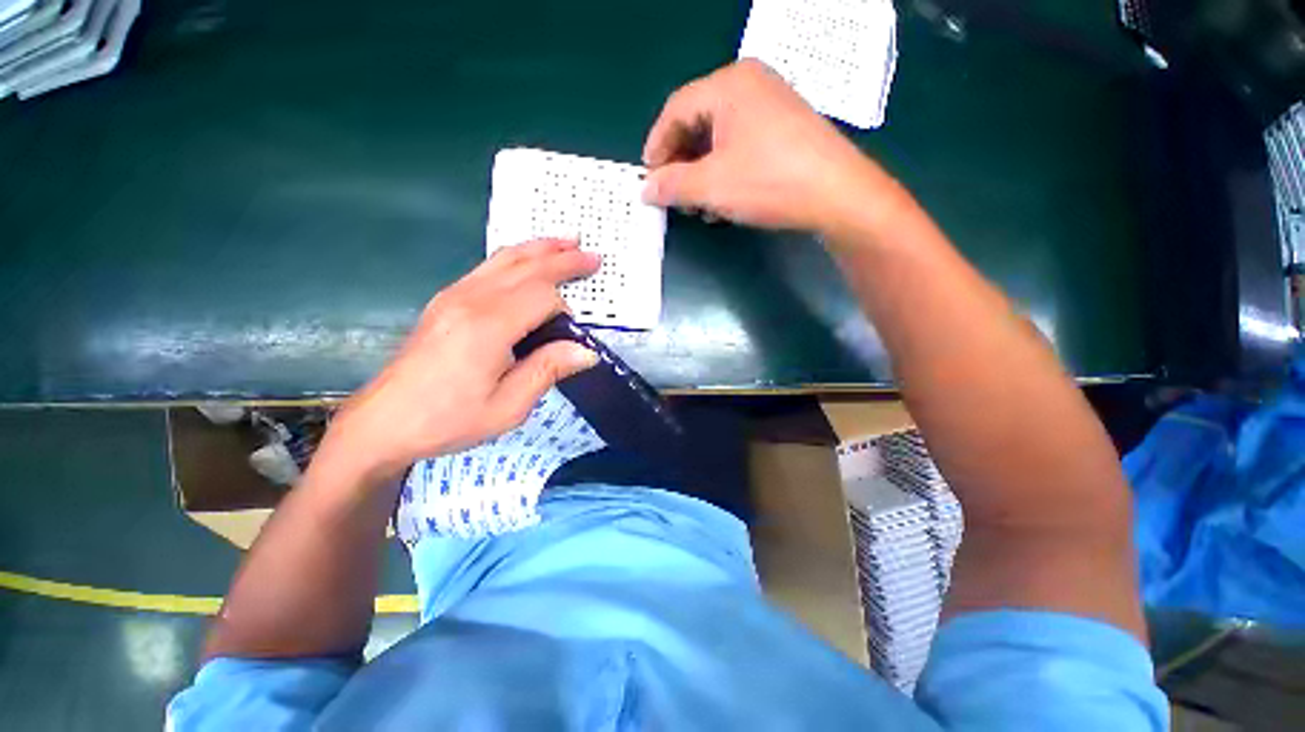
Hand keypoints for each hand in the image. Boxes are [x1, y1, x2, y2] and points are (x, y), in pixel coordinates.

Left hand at [322, 239, 600, 483]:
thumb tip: (586, 350)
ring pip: (505, 258)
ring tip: (566, 242)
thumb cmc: (448, 420)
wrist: (384, 422)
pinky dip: (516, 258)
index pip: (542, 296)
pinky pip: (488, 267)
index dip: (565, 310)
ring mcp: (454, 295)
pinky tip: (527, 261)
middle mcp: (470, 300)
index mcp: (488, 327)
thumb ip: (548, 370)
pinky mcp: (446, 300)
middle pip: (526, 266)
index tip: (571, 335)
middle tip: (592, 255)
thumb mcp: (508, 407)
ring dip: (540, 249)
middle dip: (563, 258)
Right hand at [642, 60, 890, 233]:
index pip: (675, 110)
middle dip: (680, 164)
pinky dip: (725, 171)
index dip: (656, 147)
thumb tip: (645, 189)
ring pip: (719, 138)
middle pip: (697, 122)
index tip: (648, 179)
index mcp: (728, 85)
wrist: (837, 195)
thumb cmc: (768, 182)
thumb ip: (672, 185)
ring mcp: (771, 105)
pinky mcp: (785, 129)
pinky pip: (741, 145)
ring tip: (697, 205)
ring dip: (701, 173)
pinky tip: (723, 200)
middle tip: (673, 195)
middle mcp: (750, 85)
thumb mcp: (711, 186)